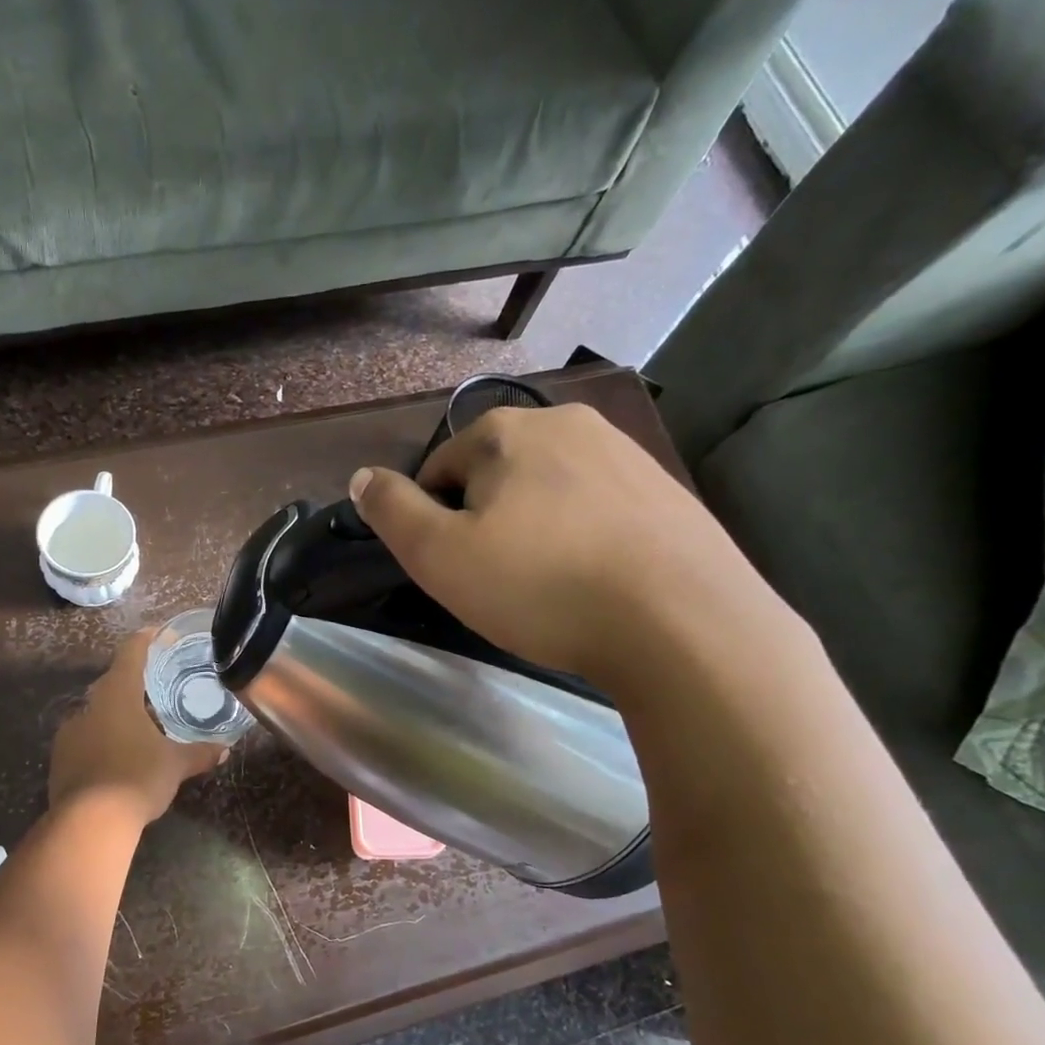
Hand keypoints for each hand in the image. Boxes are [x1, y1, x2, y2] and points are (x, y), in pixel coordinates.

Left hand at [49, 631, 227, 824]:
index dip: (145, 640)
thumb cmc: (137, 778)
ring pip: (96, 714)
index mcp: (118, 695)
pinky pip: (85, 740)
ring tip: (139, 729)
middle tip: (156, 690)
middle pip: (112, 684)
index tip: (157, 634)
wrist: (88, 823)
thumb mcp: (176, 765)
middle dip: (133, 684)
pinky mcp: (60, 759)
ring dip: (116, 716)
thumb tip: (224, 749)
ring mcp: (69, 733)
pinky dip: (101, 741)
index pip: (130, 653)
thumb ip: (199, 753)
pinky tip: (117, 759)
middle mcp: (89, 706)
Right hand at [347, 404, 761, 684]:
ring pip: (550, 490)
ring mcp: (626, 453)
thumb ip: (392, 511)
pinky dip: (584, 536)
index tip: (452, 568)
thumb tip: (362, 476)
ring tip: (547, 584)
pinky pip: (600, 508)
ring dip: (535, 527)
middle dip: (486, 519)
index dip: (433, 520)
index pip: (439, 468)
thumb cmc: (541, 586)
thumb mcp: (439, 555)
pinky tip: (595, 580)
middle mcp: (567, 423)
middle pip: (496, 474)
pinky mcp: (667, 490)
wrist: (681, 621)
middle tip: (497, 580)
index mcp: (506, 432)